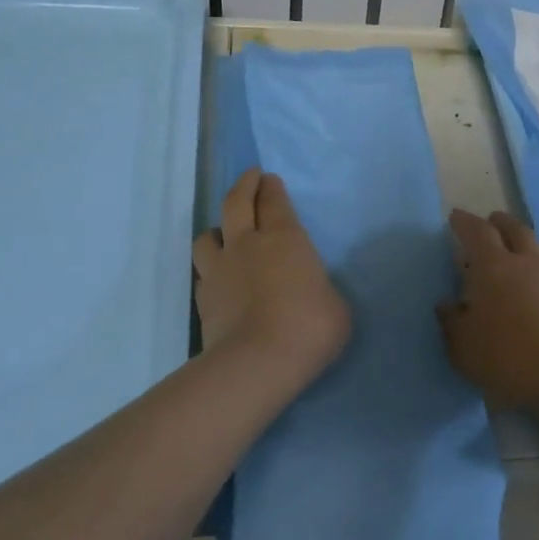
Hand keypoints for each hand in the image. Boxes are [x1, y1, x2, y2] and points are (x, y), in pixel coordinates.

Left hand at [193, 169, 351, 383]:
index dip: (272, 188)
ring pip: (207, 236)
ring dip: (217, 229)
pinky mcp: (203, 299)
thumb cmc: (309, 327)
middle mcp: (246, 245)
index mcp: (284, 239)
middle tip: (250, 178)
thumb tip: (311, 291)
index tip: (269, 178)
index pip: (275, 202)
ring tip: (223, 234)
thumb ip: (319, 288)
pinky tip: (218, 278)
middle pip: (236, 204)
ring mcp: (219, 271)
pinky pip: (203, 274)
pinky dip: (210, 270)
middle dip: (244, 186)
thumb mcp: (335, 305)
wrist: (258, 362)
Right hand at [439, 209, 538, 412]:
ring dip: (526, 241)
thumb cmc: (508, 356)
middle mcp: (526, 263)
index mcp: (493, 267)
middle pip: (515, 229)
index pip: (477, 232)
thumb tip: (447, 305)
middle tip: (491, 221)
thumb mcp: (464, 347)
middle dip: (500, 222)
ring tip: (519, 249)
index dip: (465, 222)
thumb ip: (452, 323)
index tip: (456, 217)